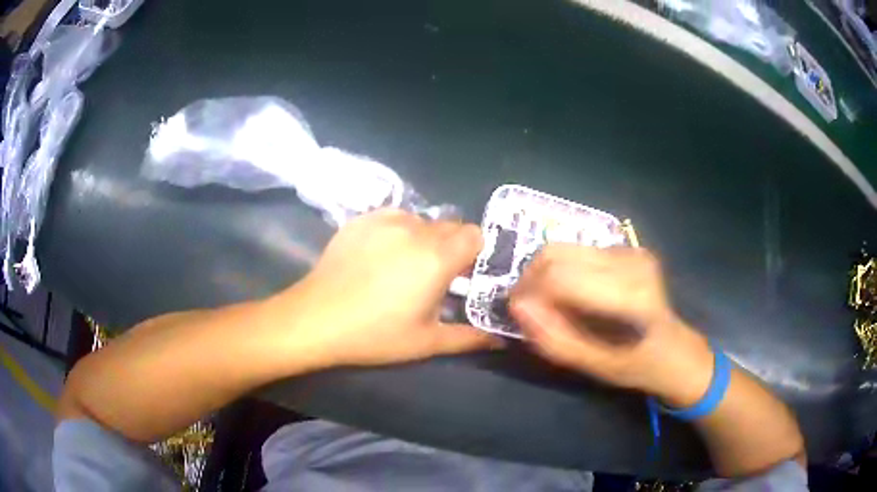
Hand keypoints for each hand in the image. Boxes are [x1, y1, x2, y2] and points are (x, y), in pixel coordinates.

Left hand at [266, 209, 497, 368]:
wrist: (316, 319)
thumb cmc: (375, 335)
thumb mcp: (426, 342)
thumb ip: (469, 338)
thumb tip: (499, 339)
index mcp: (437, 257)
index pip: (475, 234)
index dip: (475, 253)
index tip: (464, 275)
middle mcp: (415, 230)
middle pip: (450, 226)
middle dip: (451, 247)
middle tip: (435, 276)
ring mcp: (385, 220)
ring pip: (421, 220)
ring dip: (424, 238)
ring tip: (405, 265)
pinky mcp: (361, 219)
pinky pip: (393, 216)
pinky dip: (397, 230)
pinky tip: (380, 254)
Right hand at [509, 244, 712, 405]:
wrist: (675, 349)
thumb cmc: (636, 365)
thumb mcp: (593, 365)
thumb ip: (553, 338)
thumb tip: (517, 307)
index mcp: (628, 295)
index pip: (558, 278)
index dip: (528, 293)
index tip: (516, 314)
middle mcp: (629, 262)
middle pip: (555, 254)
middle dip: (530, 279)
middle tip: (525, 307)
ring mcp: (630, 250)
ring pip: (562, 248)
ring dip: (544, 274)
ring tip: (545, 302)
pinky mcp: (628, 248)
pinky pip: (578, 251)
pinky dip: (562, 271)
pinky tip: (569, 294)